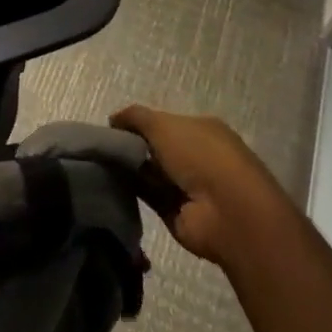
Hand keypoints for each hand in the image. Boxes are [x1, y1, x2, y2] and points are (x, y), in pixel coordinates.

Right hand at [111, 104, 263, 266]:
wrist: (228, 214)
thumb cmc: (200, 156)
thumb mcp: (162, 124)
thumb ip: (135, 117)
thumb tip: (113, 119)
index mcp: (203, 129)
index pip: (165, 122)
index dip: (140, 124)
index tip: (114, 128)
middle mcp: (199, 156)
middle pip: (158, 148)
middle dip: (133, 146)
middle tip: (105, 147)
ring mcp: (191, 187)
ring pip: (151, 173)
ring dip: (131, 169)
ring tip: (102, 164)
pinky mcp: (180, 213)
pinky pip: (149, 197)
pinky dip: (133, 191)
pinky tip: (111, 184)